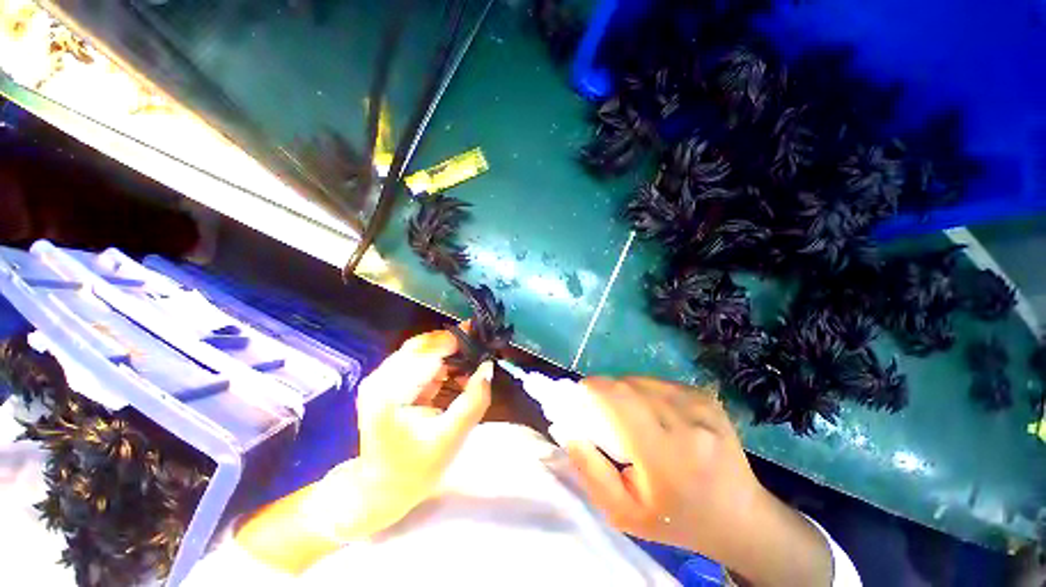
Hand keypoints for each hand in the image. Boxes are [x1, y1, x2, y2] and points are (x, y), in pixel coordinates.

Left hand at [235, 328, 492, 573]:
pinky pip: (421, 361)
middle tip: (481, 348)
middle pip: (423, 345)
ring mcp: (382, 378)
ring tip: (475, 359)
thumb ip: (473, 401)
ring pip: (423, 350)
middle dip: (455, 344)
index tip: (483, 338)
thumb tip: (488, 366)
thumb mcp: (451, 438)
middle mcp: (380, 377)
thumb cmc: (415, 469)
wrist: (381, 488)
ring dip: (450, 352)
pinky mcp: (390, 381)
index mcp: (389, 391)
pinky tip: (460, 373)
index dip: (456, 342)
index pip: (427, 351)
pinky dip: (443, 363)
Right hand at [561, 377, 832, 586]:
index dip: (593, 388)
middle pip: (627, 384)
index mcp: (665, 453)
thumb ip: (590, 470)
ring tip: (627, 415)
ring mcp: (700, 405)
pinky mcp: (707, 398)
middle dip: (606, 391)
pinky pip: (660, 383)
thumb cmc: (677, 520)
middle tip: (600, 410)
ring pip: (642, 380)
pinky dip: (646, 392)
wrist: (742, 518)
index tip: (580, 395)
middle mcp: (686, 420)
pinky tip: (652, 414)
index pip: (618, 398)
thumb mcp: (623, 512)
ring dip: (625, 391)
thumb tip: (568, 429)